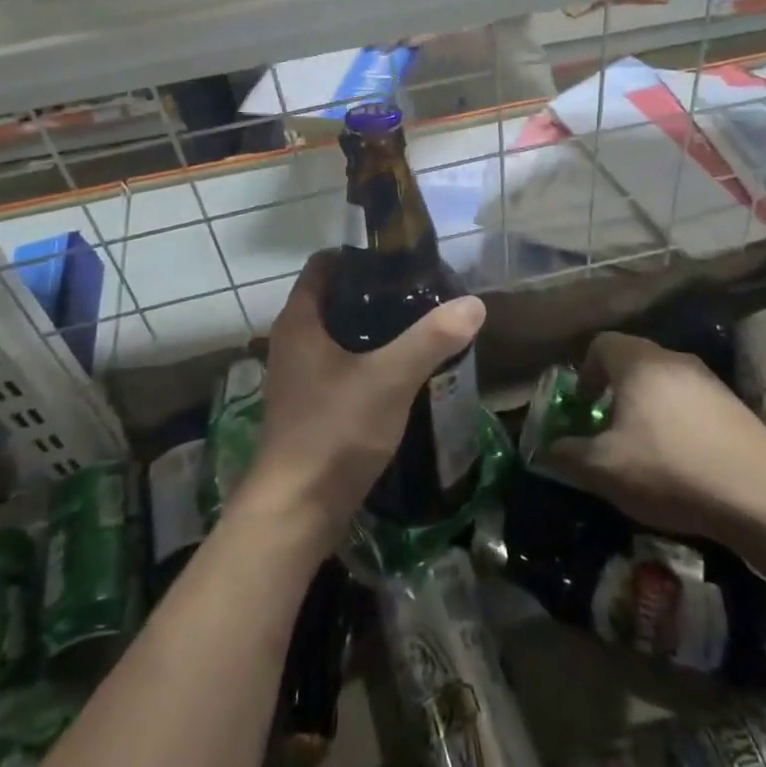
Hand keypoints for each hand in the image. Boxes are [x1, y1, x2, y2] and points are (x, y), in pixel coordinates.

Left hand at [240, 251, 486, 552]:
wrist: (296, 511)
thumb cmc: (335, 432)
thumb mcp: (390, 379)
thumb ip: (431, 339)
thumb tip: (474, 303)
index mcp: (300, 320)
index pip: (324, 264)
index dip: (359, 255)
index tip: (400, 260)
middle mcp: (291, 340)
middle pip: (332, 298)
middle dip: (373, 292)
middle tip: (419, 293)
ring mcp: (296, 374)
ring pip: (336, 334)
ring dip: (371, 328)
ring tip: (417, 327)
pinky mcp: (307, 403)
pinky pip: (338, 364)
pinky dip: (365, 358)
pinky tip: (399, 371)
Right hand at [547, 331, 765, 536]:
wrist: (761, 495)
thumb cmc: (669, 469)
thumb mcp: (602, 469)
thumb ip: (565, 454)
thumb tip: (544, 449)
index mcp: (637, 362)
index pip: (600, 344)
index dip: (585, 373)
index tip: (584, 408)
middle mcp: (673, 359)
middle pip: (632, 361)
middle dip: (614, 392)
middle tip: (608, 430)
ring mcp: (709, 380)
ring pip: (663, 383)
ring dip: (647, 407)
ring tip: (645, 449)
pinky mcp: (735, 406)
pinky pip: (691, 403)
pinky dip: (678, 422)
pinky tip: (682, 461)